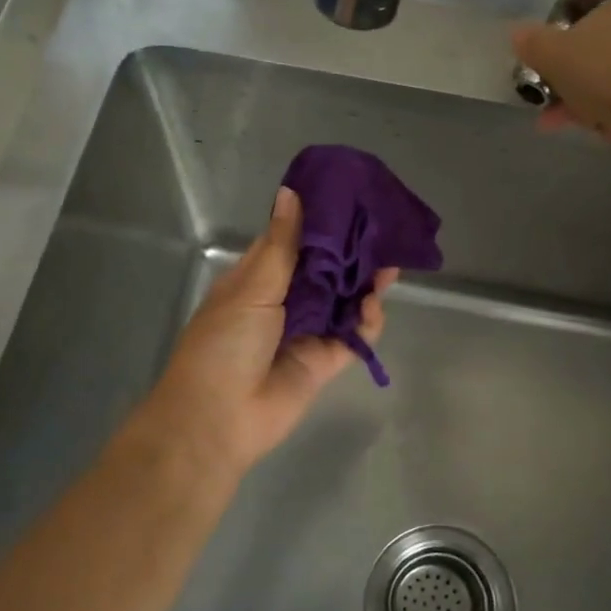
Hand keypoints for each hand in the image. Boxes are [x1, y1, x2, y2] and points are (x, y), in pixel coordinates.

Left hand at [137, 185, 393, 479]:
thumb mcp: (251, 286)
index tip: (351, 198)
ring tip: (391, 262)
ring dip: (366, 283)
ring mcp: (307, 331)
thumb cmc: (225, 342)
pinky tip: (373, 304)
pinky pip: (354, 335)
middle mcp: (284, 301)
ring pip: (345, 300)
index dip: (321, 221)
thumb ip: (282, 244)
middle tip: (383, 229)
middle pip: (326, 270)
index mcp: (258, 278)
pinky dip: (368, 320)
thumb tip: (290, 192)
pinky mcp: (326, 361)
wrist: (218, 418)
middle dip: (352, 251)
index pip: (294, 241)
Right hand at [512, 0, 610, 160]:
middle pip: (602, 67)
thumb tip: (517, 32)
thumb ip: (533, 44)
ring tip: (604, 136)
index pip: (582, 33)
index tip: (548, 93)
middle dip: (579, 98)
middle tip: (562, 123)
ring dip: (606, 117)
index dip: (560, 65)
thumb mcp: (554, 56)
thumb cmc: (608, 74)